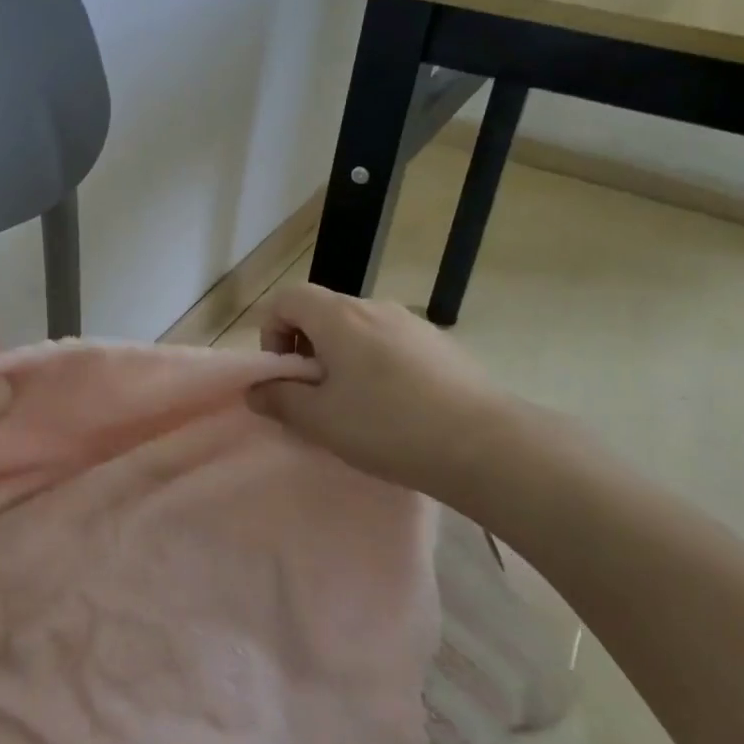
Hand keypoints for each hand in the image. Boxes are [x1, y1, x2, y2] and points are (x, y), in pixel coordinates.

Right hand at [249, 282, 521, 509]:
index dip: (272, 331)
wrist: (486, 444)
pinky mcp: (441, 345)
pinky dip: (377, 365)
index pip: (287, 299)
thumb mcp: (321, 420)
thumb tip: (257, 390)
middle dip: (307, 349)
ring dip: (342, 359)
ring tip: (356, 407)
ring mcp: (413, 323)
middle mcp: (375, 307)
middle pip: (323, 312)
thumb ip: (280, 399)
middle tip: (315, 397)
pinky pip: (392, 344)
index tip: (285, 374)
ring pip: (359, 330)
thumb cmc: (389, 427)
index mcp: (339, 317)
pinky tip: (396, 408)